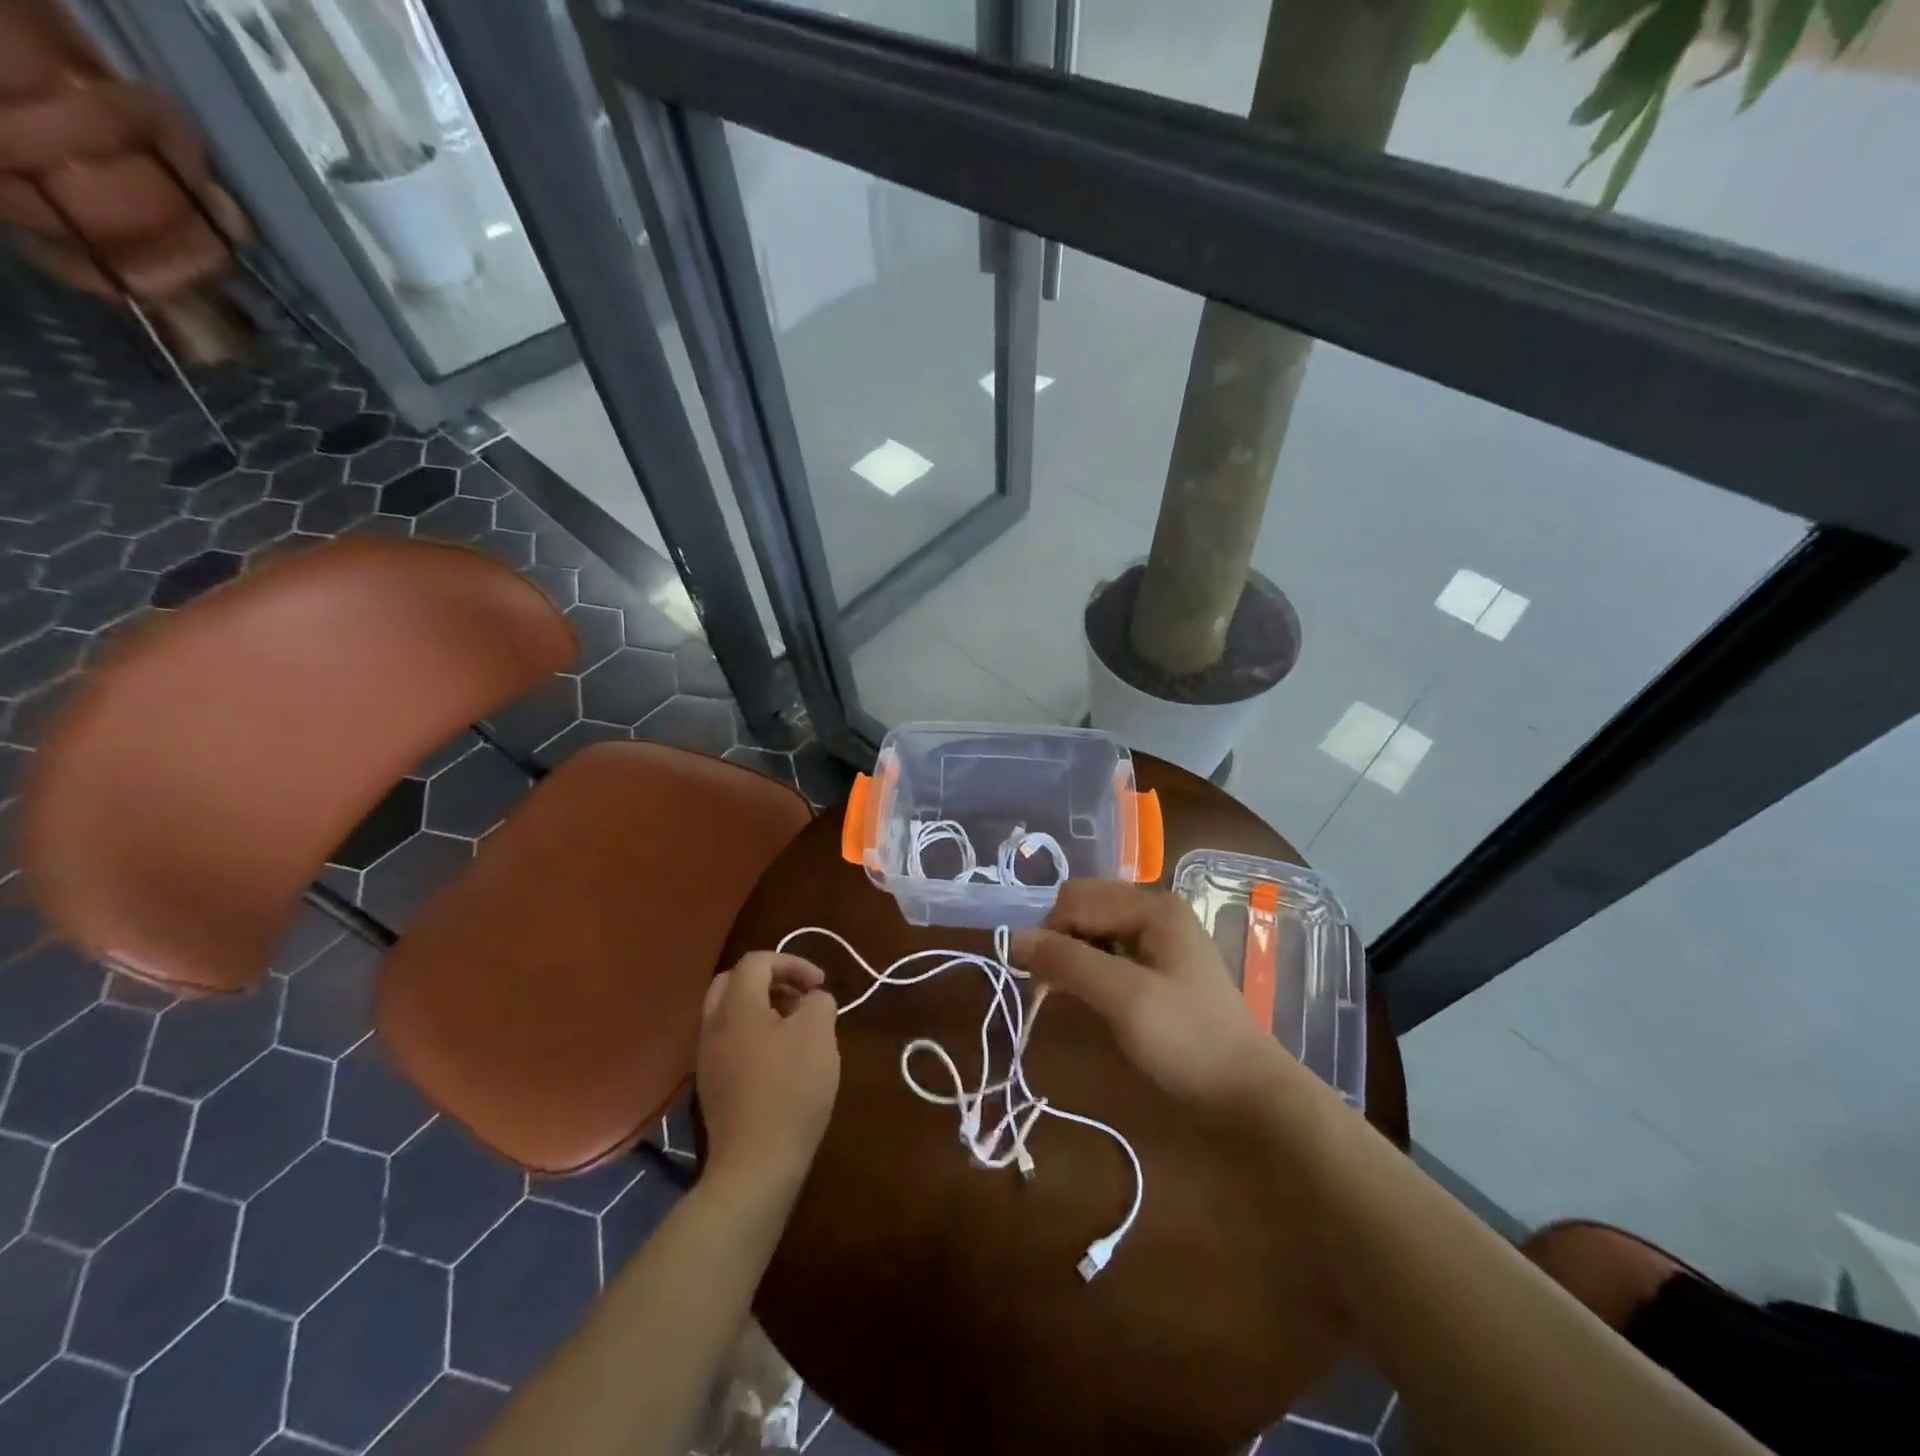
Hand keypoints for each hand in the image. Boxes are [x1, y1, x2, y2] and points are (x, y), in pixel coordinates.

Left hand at [697, 953, 839, 1192]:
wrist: (755, 1164)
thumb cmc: (790, 1089)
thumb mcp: (819, 1034)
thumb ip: (818, 1002)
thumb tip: (811, 1000)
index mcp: (736, 1005)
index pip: (757, 961)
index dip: (792, 963)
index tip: (820, 985)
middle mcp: (713, 1025)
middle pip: (733, 982)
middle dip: (770, 980)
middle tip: (800, 998)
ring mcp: (707, 1058)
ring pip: (729, 1014)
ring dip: (762, 1009)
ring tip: (796, 1029)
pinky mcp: (712, 1086)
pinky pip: (730, 1042)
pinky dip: (754, 1036)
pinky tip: (781, 1061)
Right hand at [1011, 880, 1288, 1109]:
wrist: (1248, 1094)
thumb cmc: (1187, 1039)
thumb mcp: (1123, 998)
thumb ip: (1068, 962)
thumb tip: (1013, 938)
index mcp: (1152, 907)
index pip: (1076, 898)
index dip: (1050, 932)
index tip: (1038, 979)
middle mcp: (1154, 912)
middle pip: (1085, 908)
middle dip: (1060, 940)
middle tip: (1050, 986)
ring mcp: (1159, 940)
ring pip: (1094, 931)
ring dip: (1072, 955)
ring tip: (1065, 994)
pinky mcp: (1158, 968)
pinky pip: (1110, 952)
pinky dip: (1090, 968)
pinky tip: (1089, 996)